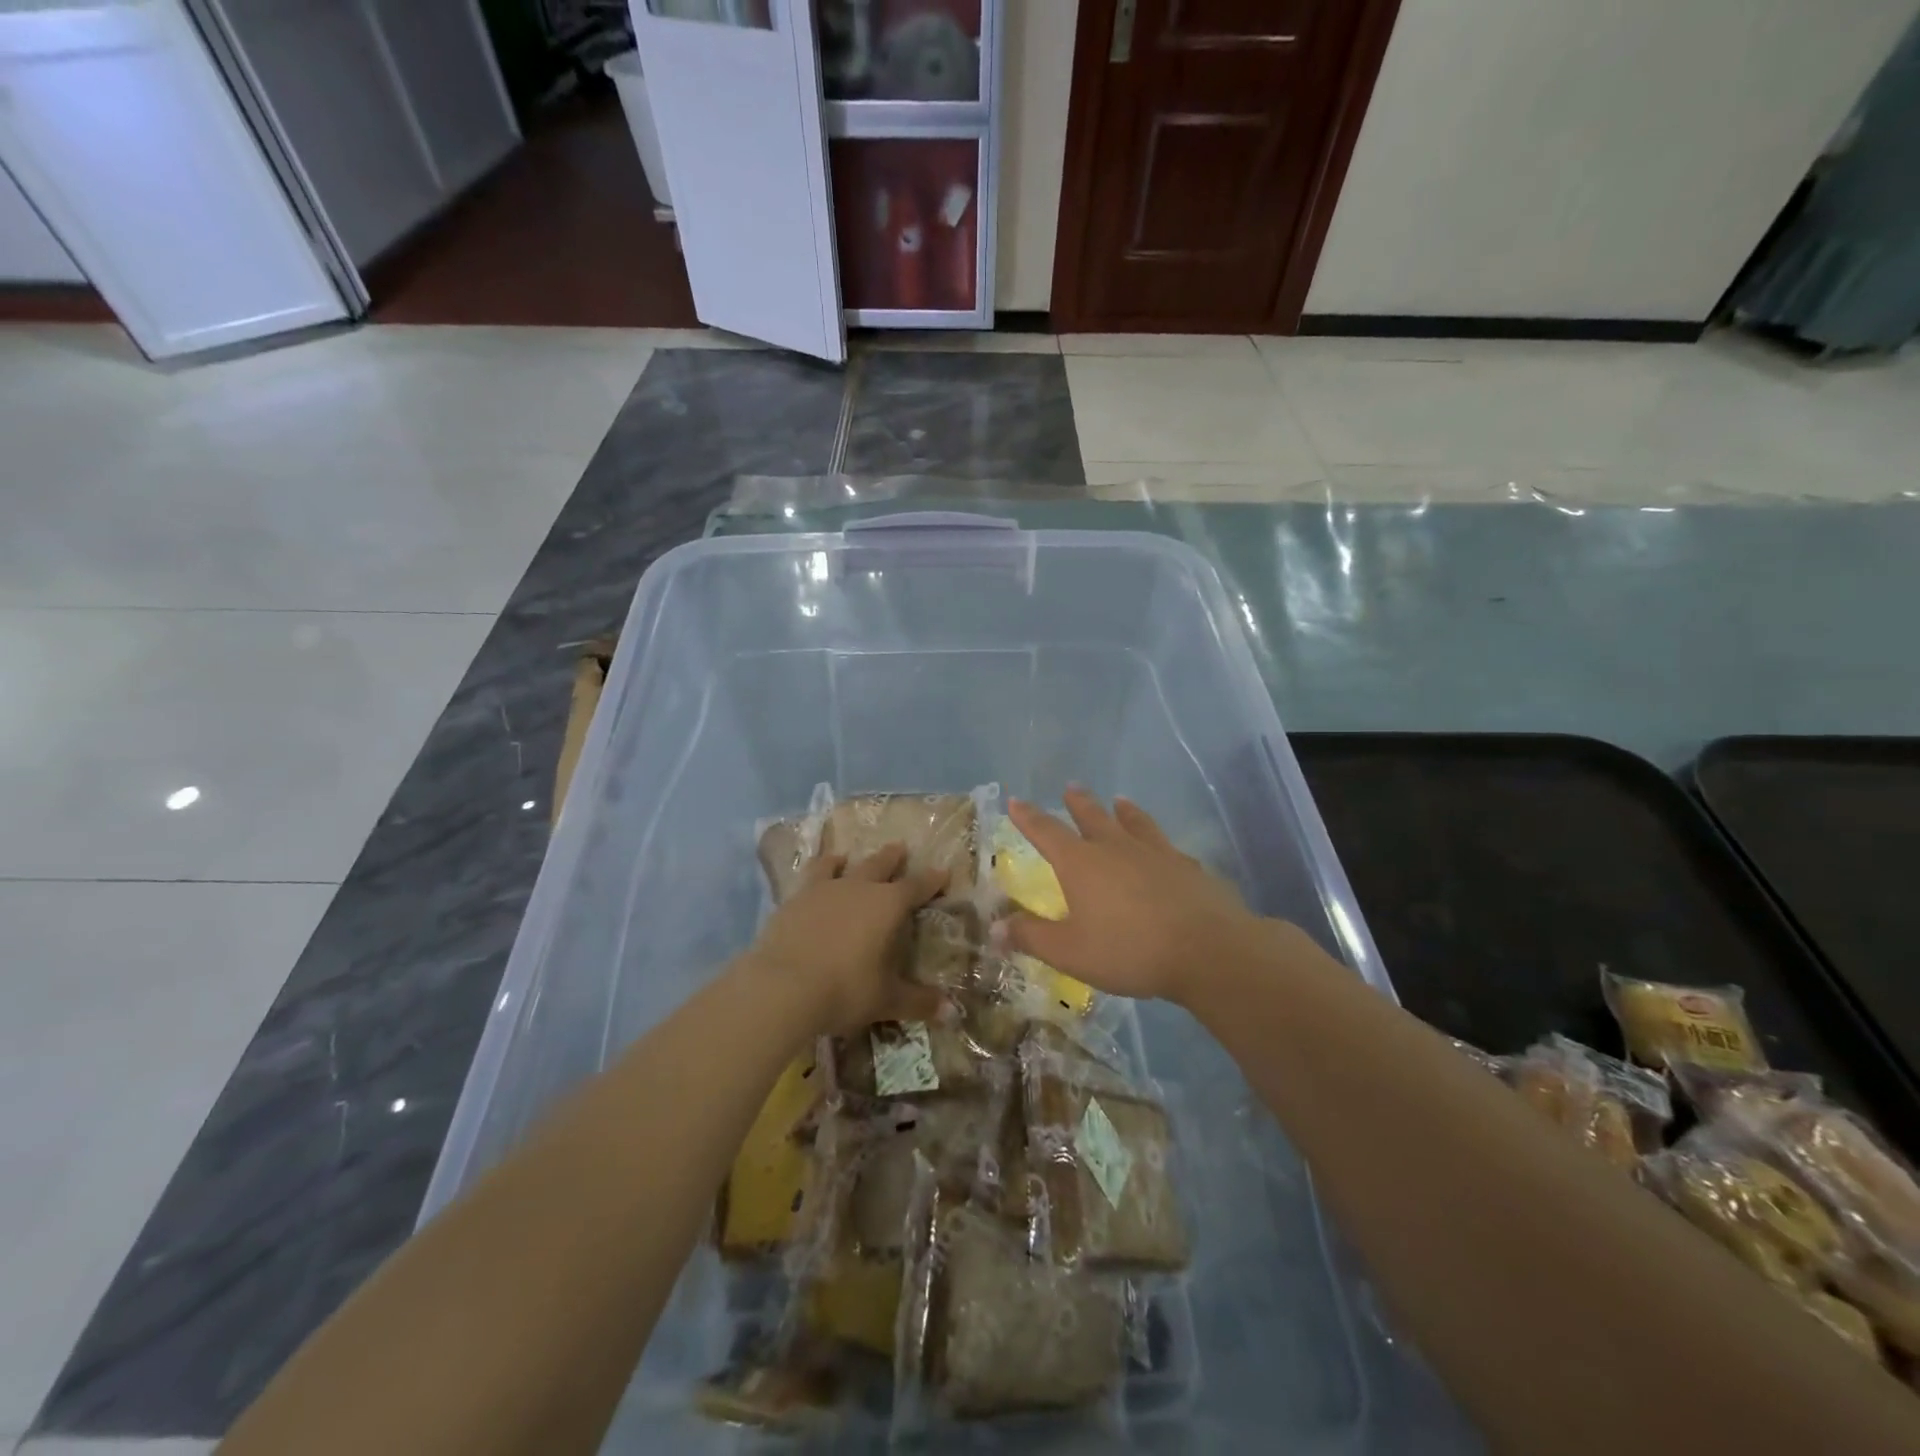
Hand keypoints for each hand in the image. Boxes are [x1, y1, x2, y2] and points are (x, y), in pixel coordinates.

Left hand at [749, 843, 948, 1037]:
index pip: (916, 886)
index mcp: (888, 905)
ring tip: (845, 856)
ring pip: (838, 865)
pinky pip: (809, 877)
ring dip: (846, 860)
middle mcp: (858, 888)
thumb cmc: (844, 990)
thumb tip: (953, 1014)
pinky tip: (813, 878)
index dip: (932, 880)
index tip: (943, 872)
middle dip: (892, 857)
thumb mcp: (886, 1000)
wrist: (782, 986)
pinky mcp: (794, 900)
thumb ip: (919, 1001)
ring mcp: (823, 890)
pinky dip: (816, 872)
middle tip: (900, 847)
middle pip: (879, 864)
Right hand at [998, 787, 1270, 1004]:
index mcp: (1081, 863)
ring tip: (1120, 801)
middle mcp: (1116, 848)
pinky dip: (1157, 841)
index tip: (1016, 800)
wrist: (1208, 950)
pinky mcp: (1188, 867)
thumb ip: (1031, 937)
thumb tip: (994, 928)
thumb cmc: (1129, 950)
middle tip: (1071, 787)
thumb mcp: (1069, 952)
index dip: (1028, 817)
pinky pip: (1166, 846)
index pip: (1046, 832)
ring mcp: (1156, 853)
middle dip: (1077, 802)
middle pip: (1092, 817)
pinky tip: (1164, 848)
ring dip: (1123, 811)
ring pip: (1134, 823)